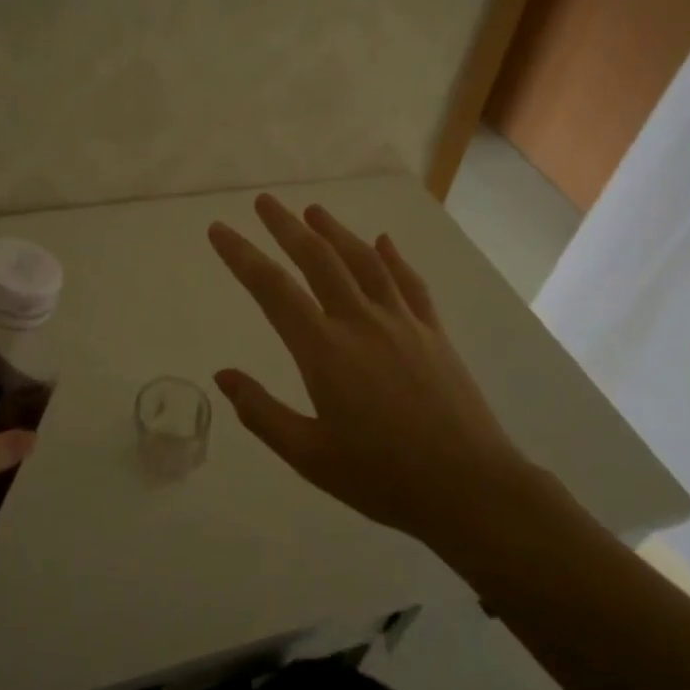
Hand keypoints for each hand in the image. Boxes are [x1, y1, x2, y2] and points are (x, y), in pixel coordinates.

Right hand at [208, 195, 568, 551]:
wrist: (470, 488)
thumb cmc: (382, 478)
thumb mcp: (309, 456)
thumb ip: (261, 412)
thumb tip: (224, 376)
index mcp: (325, 351)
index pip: (272, 290)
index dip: (242, 256)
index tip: (219, 230)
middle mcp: (361, 322)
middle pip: (318, 259)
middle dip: (286, 227)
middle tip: (264, 201)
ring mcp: (402, 323)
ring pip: (364, 261)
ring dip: (336, 231)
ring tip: (314, 211)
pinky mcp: (433, 333)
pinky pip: (409, 283)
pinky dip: (393, 257)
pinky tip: (384, 242)